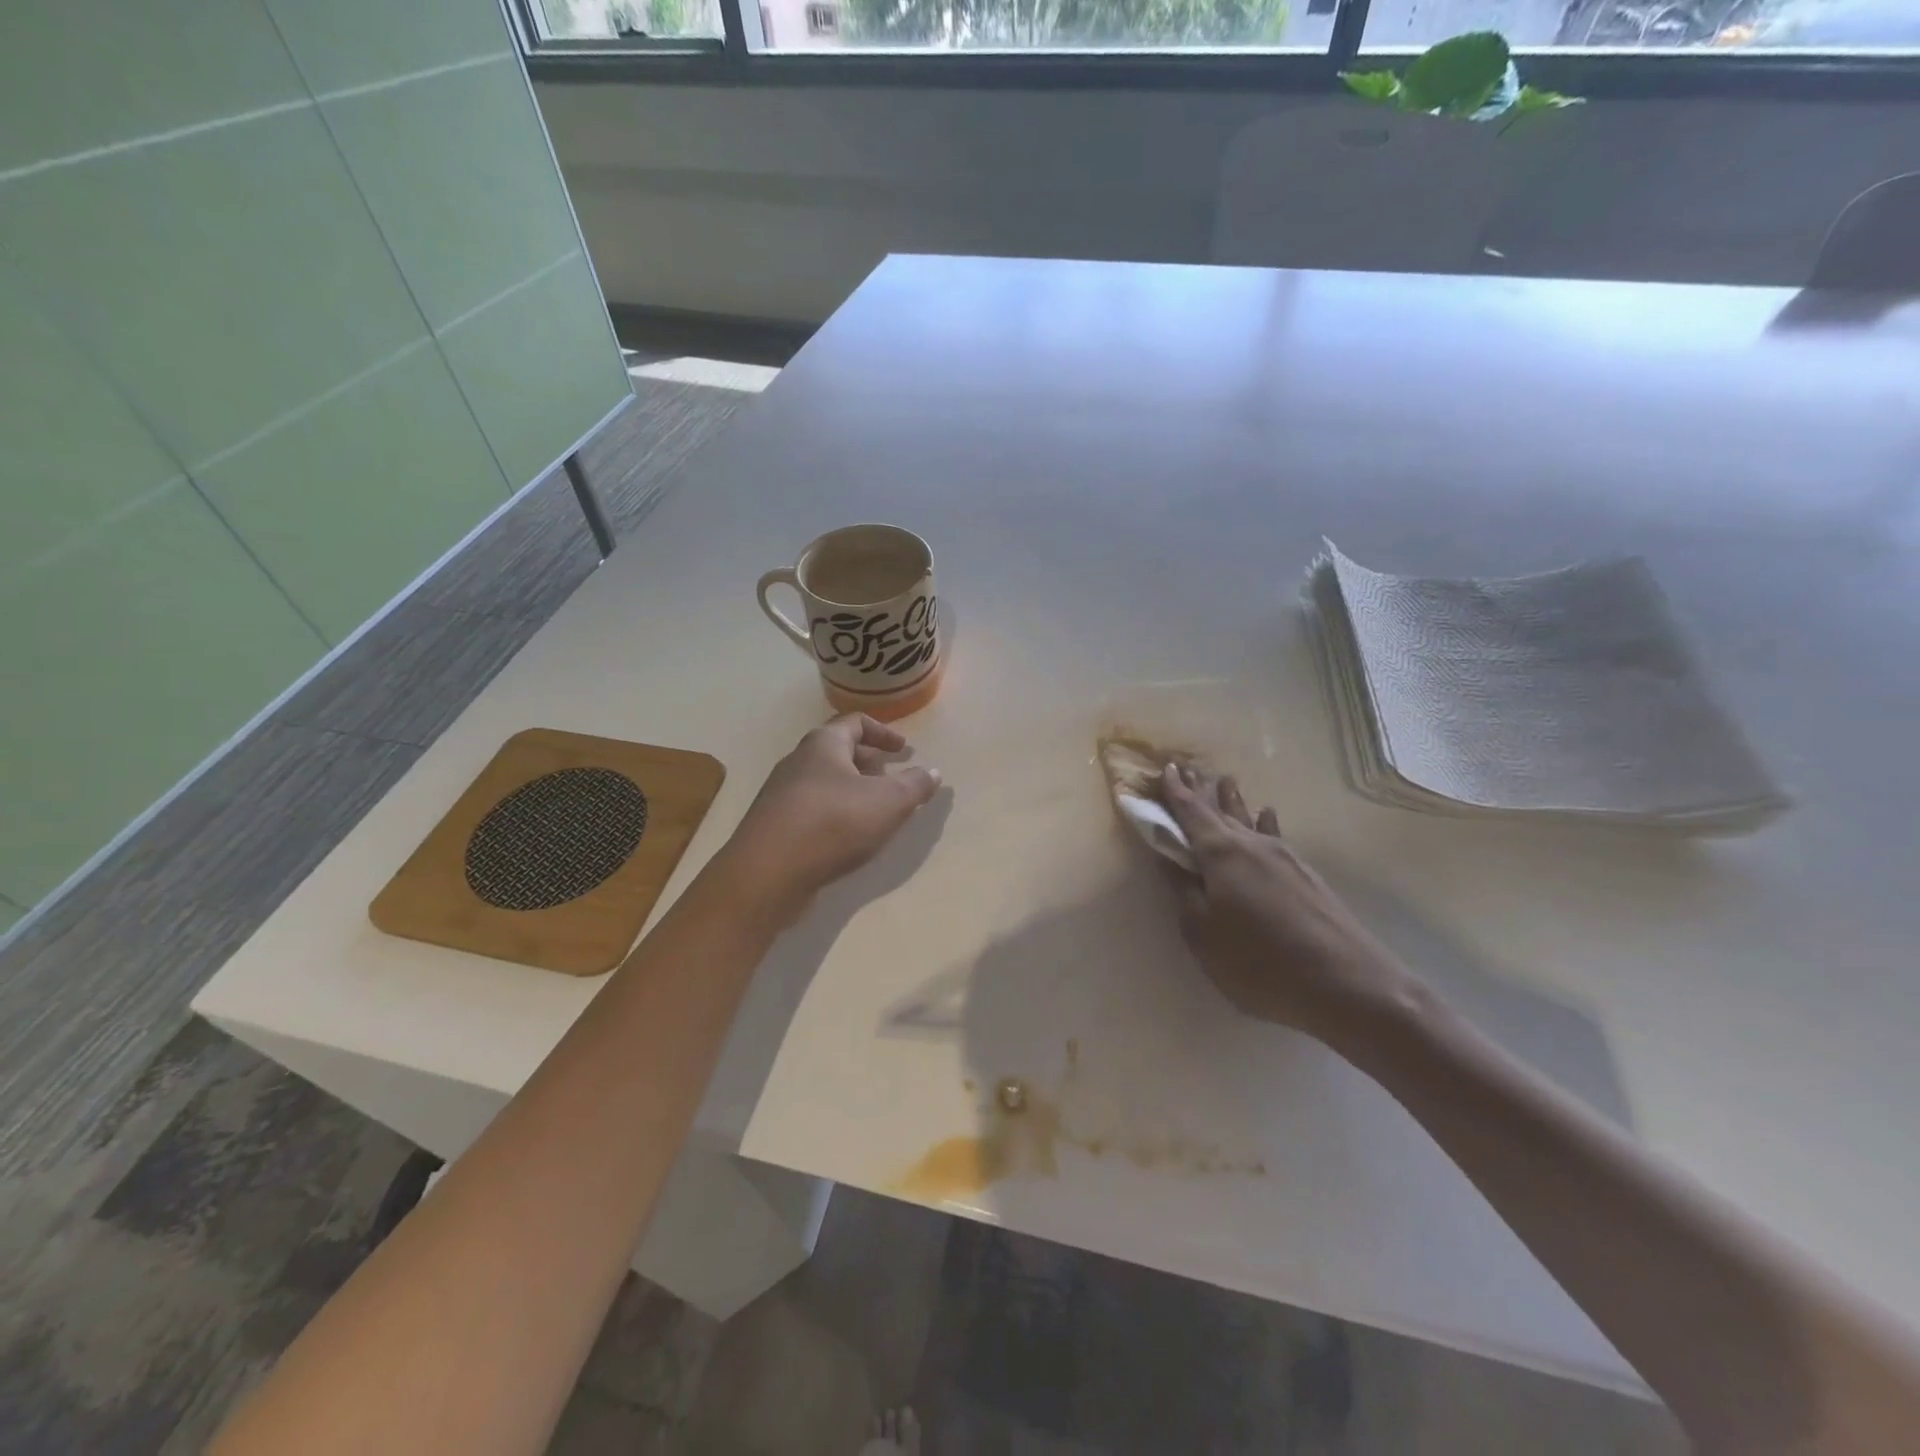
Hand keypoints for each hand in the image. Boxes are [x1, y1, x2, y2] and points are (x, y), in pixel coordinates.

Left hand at [713, 714, 942, 924]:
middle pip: (838, 751)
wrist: (767, 873)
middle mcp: (798, 762)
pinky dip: (836, 814)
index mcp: (823, 745)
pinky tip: (850, 837)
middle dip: (869, 762)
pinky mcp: (775, 826)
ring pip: (825, 782)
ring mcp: (781, 795)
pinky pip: (812, 809)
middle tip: (893, 779)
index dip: (884, 733)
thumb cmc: (833, 823)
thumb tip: (933, 772)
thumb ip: (915, 785)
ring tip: (876, 811)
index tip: (904, 750)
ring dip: (853, 790)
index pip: (855, 723)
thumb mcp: (888, 802)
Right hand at [1158, 763, 1421, 1044]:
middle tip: (1188, 768)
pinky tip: (1269, 815)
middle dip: (1201, 790)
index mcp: (1220, 853)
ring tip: (1225, 781)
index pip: (1191, 812)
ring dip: (1233, 801)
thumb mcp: (1203, 934)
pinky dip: (1264, 823)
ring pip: (1249, 820)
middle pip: (1220, 810)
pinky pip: (1275, 836)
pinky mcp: (1306, 876)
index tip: (1164, 768)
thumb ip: (1184, 893)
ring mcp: (1284, 858)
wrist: (1348, 985)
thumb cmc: (1259, 961)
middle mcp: (1252, 845)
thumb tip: (1172, 859)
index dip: (1174, 792)